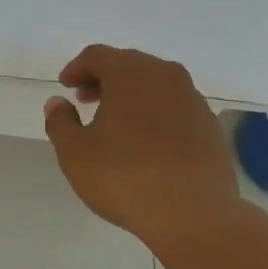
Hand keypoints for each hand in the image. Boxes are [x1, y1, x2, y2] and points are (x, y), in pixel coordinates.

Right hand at [43, 45, 240, 243]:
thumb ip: (60, 122)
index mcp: (130, 73)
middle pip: (129, 65)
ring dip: (131, 96)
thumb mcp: (75, 153)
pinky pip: (175, 107)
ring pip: (155, 85)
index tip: (66, 87)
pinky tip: (146, 143)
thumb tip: (57, 103)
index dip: (77, 68)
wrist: (194, 213)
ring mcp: (193, 99)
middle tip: (86, 100)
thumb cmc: (125, 177)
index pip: (97, 55)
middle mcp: (165, 76)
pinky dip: (155, 114)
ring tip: (115, 123)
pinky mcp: (209, 125)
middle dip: (104, 79)